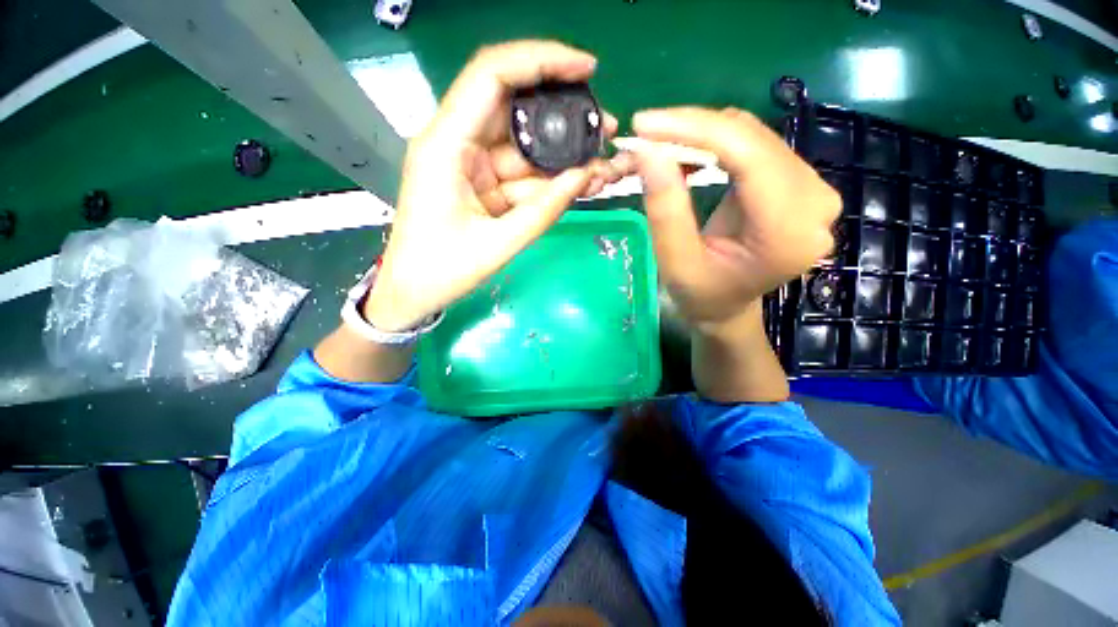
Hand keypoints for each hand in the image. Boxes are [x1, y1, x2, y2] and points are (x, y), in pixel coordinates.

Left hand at [365, 41, 632, 330]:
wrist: (414, 292)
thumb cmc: (442, 271)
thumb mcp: (498, 244)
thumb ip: (544, 210)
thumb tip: (585, 176)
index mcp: (446, 145)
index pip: (492, 76)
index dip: (541, 61)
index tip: (587, 68)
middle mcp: (458, 143)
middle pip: (516, 109)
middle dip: (564, 116)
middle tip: (605, 130)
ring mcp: (471, 164)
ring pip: (526, 147)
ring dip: (564, 157)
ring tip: (602, 168)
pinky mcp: (482, 183)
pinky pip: (522, 173)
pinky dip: (551, 180)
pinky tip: (580, 184)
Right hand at [632, 107, 840, 333]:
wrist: (727, 308)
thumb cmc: (701, 295)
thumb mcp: (675, 262)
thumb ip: (665, 210)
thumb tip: (648, 151)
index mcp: (788, 231)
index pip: (748, 155)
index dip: (694, 129)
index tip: (645, 124)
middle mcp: (815, 203)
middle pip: (752, 139)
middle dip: (692, 130)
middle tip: (645, 136)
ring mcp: (812, 190)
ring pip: (752, 136)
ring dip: (702, 135)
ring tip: (661, 147)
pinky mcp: (798, 184)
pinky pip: (754, 146)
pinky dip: (715, 144)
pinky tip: (687, 155)